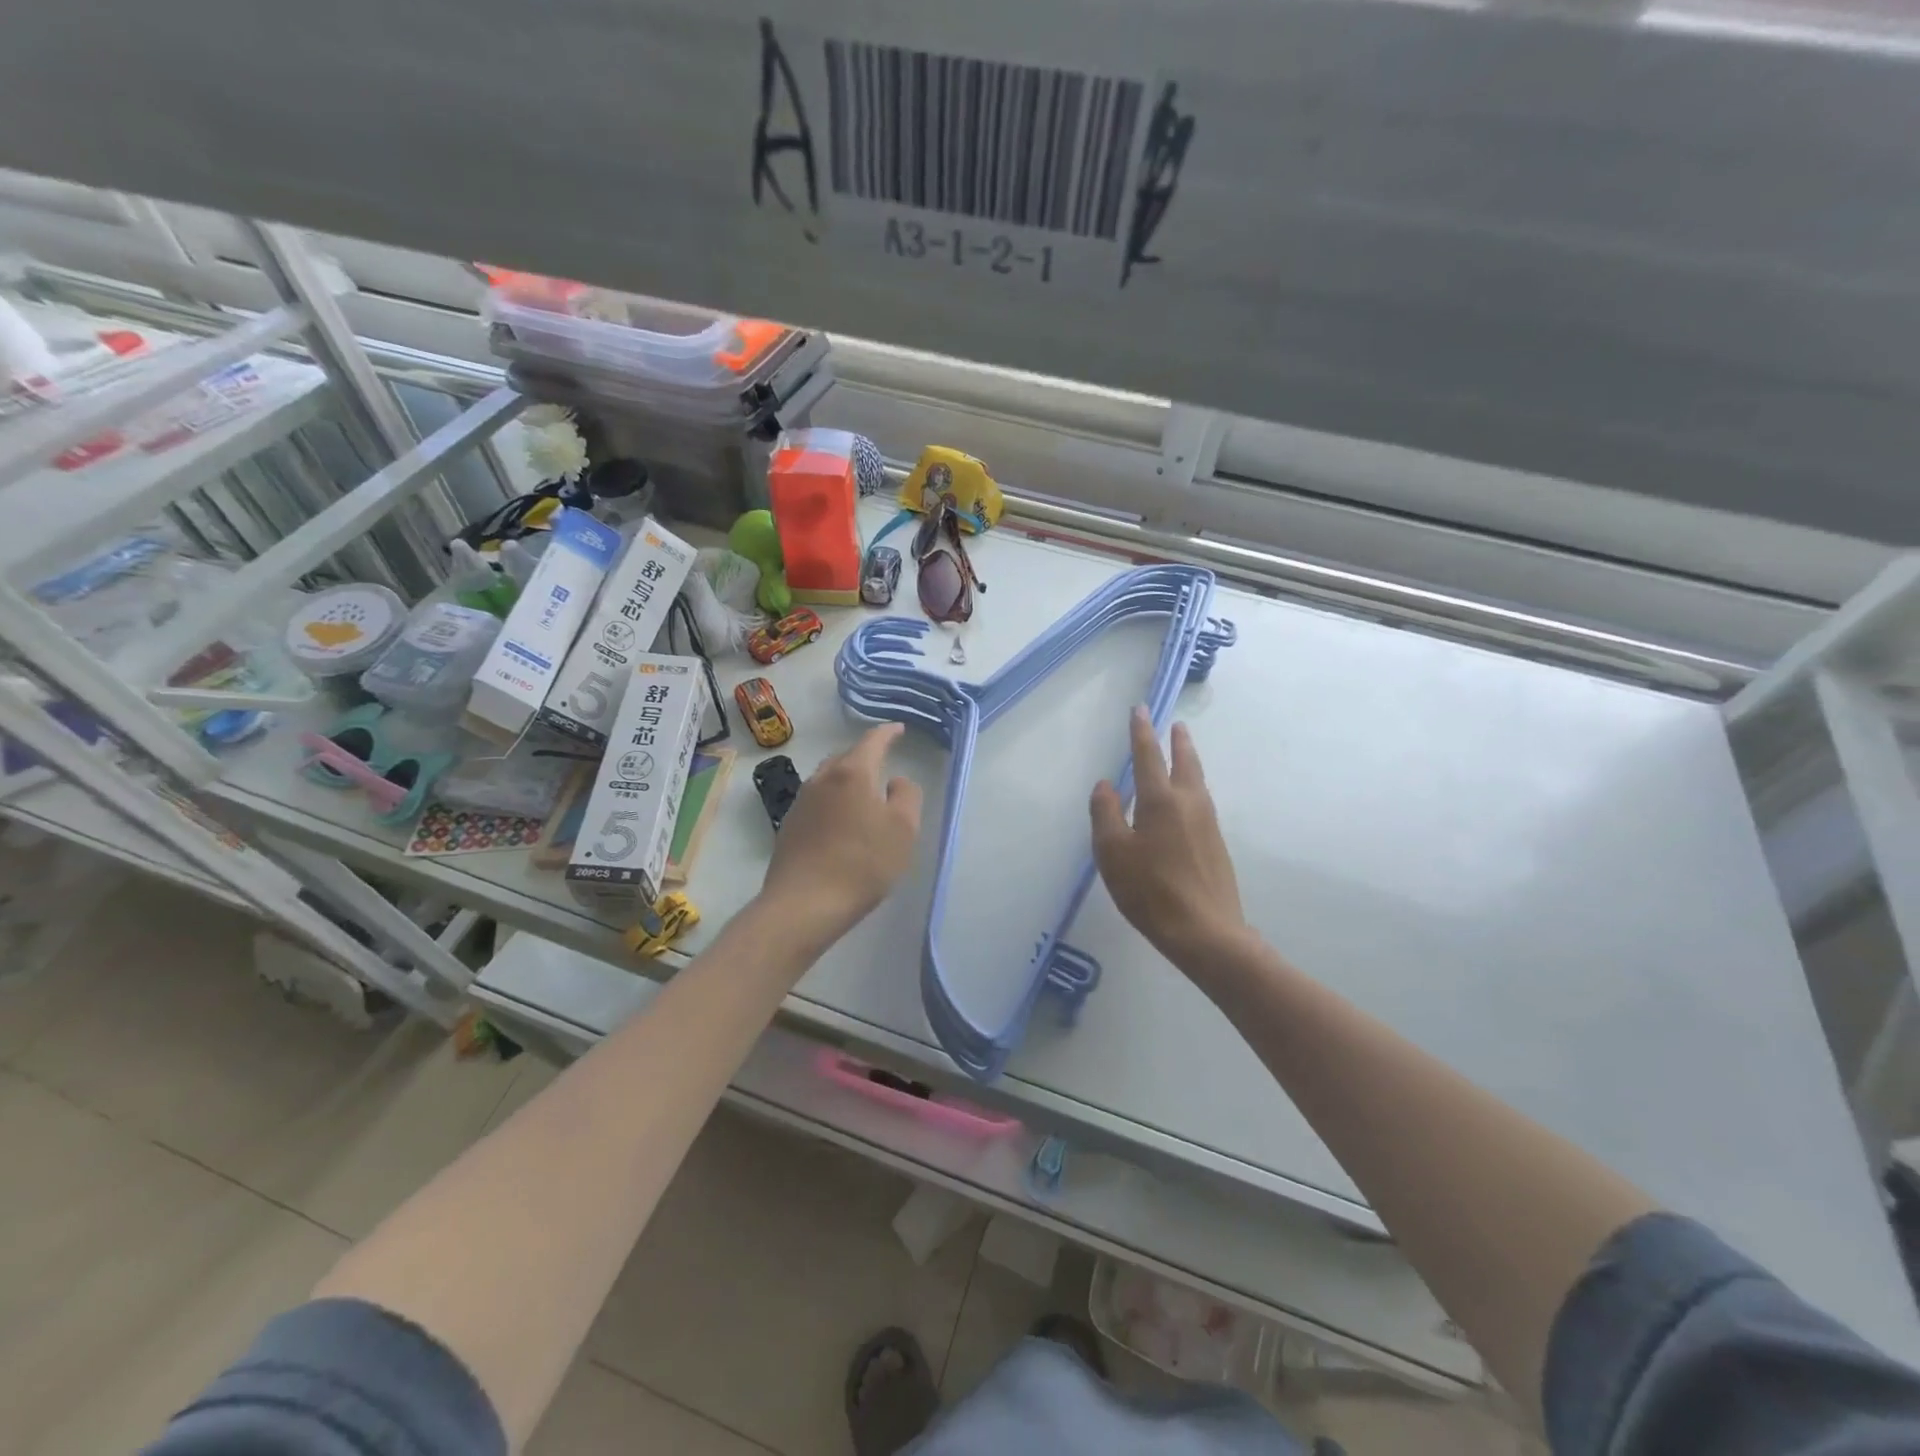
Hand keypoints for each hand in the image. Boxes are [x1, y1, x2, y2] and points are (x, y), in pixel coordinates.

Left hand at [759, 723, 922, 947]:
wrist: (804, 904)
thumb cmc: (862, 864)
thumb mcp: (903, 830)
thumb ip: (907, 796)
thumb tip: (896, 781)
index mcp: (852, 773)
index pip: (872, 741)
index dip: (888, 733)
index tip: (898, 729)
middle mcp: (822, 779)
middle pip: (846, 757)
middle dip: (865, 755)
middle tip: (883, 762)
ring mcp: (801, 802)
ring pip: (828, 778)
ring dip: (846, 779)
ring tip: (862, 792)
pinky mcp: (789, 826)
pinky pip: (816, 801)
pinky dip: (833, 801)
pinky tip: (840, 822)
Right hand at [1091, 708, 1247, 972]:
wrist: (1205, 931)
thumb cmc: (1150, 890)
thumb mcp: (1112, 852)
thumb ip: (1105, 813)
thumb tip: (1106, 784)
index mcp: (1161, 799)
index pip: (1148, 755)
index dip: (1141, 731)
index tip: (1140, 709)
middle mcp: (1189, 803)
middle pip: (1185, 762)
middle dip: (1178, 741)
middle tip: (1175, 725)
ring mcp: (1208, 823)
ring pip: (1198, 782)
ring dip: (1189, 762)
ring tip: (1182, 754)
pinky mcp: (1216, 844)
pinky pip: (1202, 803)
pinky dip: (1192, 788)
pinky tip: (1186, 802)